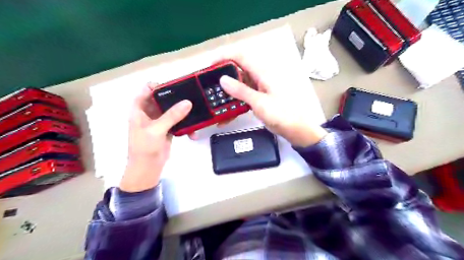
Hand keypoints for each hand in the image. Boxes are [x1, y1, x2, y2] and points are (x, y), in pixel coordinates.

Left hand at [120, 84, 193, 192]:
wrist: (147, 169)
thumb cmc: (144, 148)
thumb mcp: (156, 130)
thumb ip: (171, 115)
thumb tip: (188, 102)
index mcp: (139, 109)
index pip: (147, 90)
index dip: (159, 85)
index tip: (175, 85)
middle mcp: (149, 113)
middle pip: (162, 99)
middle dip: (176, 97)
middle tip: (191, 95)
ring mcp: (159, 122)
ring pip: (172, 110)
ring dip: (183, 112)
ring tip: (196, 110)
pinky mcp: (168, 130)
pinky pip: (178, 122)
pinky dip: (185, 124)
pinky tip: (193, 130)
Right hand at [219, 57, 327, 146]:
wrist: (295, 129)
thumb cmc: (282, 114)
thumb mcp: (260, 102)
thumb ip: (241, 91)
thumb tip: (223, 80)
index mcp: (263, 73)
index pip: (241, 56)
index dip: (225, 56)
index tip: (211, 64)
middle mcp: (260, 77)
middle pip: (238, 70)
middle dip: (223, 76)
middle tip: (210, 85)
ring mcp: (259, 88)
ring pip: (239, 85)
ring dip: (228, 93)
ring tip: (215, 101)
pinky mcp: (258, 98)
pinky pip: (243, 96)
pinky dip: (234, 103)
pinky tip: (227, 114)